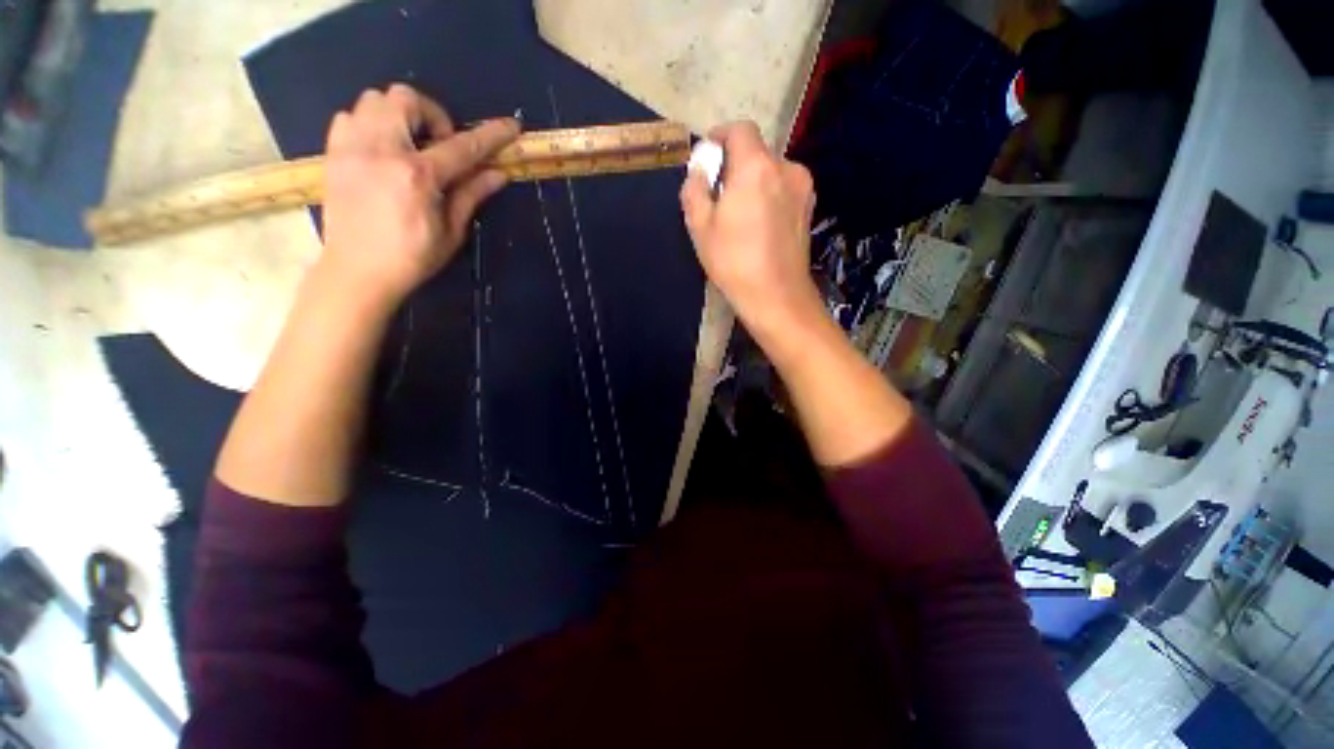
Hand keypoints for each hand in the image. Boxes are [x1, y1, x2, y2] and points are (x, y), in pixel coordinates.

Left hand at [320, 84, 520, 305]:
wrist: (357, 271)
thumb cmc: (411, 258)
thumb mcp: (451, 232)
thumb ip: (471, 195)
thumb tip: (498, 174)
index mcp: (417, 176)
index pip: (462, 147)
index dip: (491, 135)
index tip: (510, 126)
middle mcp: (381, 150)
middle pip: (405, 98)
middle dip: (432, 115)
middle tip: (439, 145)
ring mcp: (352, 148)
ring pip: (374, 99)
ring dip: (400, 115)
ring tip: (409, 146)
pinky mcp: (333, 154)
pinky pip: (350, 116)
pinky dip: (370, 123)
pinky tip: (381, 150)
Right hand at [680, 122, 820, 340]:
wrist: (776, 296)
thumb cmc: (733, 262)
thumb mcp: (700, 227)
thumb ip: (695, 189)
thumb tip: (699, 171)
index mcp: (756, 166)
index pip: (740, 129)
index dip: (720, 136)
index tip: (708, 156)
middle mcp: (785, 168)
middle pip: (756, 152)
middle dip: (735, 165)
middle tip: (719, 194)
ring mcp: (802, 188)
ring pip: (771, 172)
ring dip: (753, 182)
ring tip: (740, 215)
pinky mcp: (809, 209)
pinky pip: (784, 190)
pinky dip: (769, 196)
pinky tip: (759, 226)